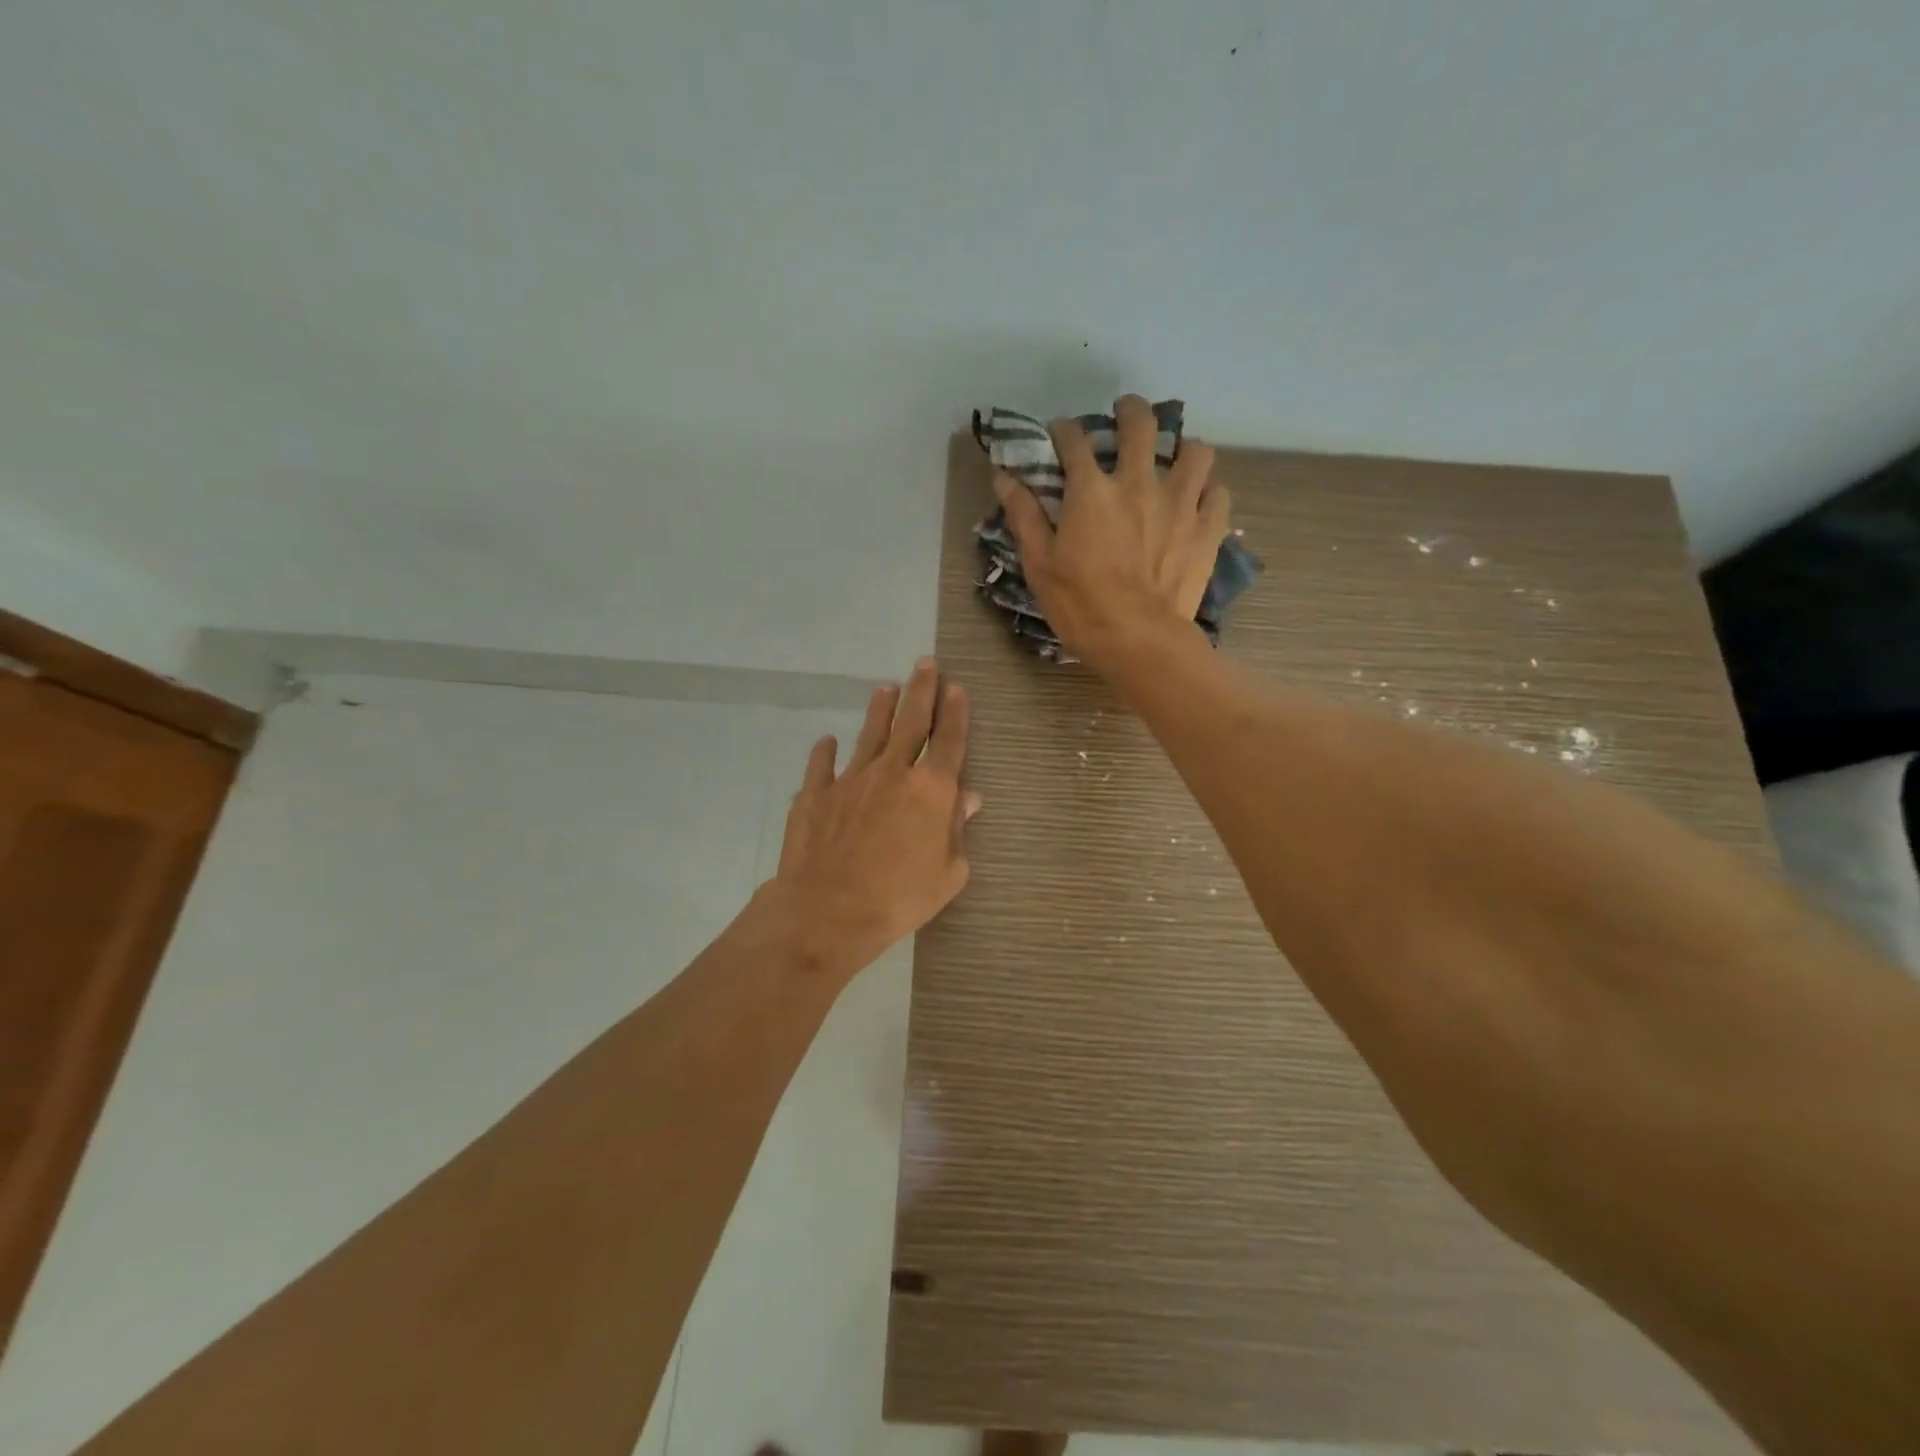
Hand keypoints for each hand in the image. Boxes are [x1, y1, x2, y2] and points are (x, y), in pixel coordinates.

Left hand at [767, 658, 979, 978]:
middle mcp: (893, 772)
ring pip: (870, 734)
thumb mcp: (948, 873)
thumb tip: (968, 799)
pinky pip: (822, 765)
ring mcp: (851, 779)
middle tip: (926, 663)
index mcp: (931, 790)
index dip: (955, 713)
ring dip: (880, 708)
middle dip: (922, 690)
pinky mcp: (816, 794)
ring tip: (885, 687)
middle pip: (911, 722)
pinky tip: (827, 741)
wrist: (828, 911)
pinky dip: (825, 751)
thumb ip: (958, 831)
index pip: (949, 741)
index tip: (956, 688)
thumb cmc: (899, 898)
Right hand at [995, 393, 1231, 668]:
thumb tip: (1005, 477)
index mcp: (1092, 491)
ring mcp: (1180, 504)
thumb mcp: (1039, 564)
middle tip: (1124, 417)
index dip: (1063, 431)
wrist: (1138, 641)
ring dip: (1181, 449)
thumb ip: (1024, 516)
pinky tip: (1198, 502)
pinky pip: (1218, 493)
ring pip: (1195, 451)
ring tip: (1172, 461)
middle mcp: (1139, 483)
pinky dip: (1208, 491)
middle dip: (1130, 411)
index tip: (1059, 435)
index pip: (1075, 441)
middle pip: (1141, 424)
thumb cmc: (1080, 605)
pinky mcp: (1207, 529)